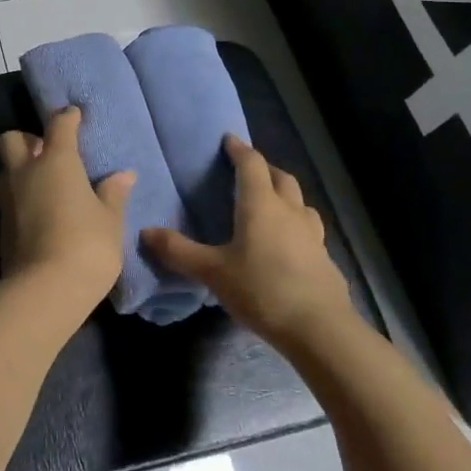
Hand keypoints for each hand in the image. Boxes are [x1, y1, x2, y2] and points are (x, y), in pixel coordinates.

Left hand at [0, 107, 129, 309]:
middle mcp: (24, 172)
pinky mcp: (0, 225)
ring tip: (41, 184)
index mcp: (55, 161)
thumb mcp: (110, 220)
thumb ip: (113, 194)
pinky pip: (6, 198)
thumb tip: (123, 175)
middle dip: (26, 140)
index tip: (74, 115)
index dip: (67, 118)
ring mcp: (7, 198)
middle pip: (11, 139)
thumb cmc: (87, 245)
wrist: (45, 290)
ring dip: (17, 169)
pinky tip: (36, 212)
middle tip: (46, 153)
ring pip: (3, 169)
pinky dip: (18, 198)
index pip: (59, 126)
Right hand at [142, 136, 354, 342]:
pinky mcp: (325, 259)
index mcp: (260, 205)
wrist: (320, 330)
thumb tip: (145, 232)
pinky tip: (288, 245)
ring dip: (285, 196)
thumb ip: (178, 251)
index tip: (228, 140)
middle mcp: (289, 211)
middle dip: (264, 168)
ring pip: (300, 203)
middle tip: (247, 171)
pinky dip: (296, 226)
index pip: (251, 164)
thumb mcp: (212, 272)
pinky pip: (309, 230)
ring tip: (271, 205)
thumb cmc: (262, 290)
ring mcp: (312, 235)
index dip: (239, 149)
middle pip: (280, 177)